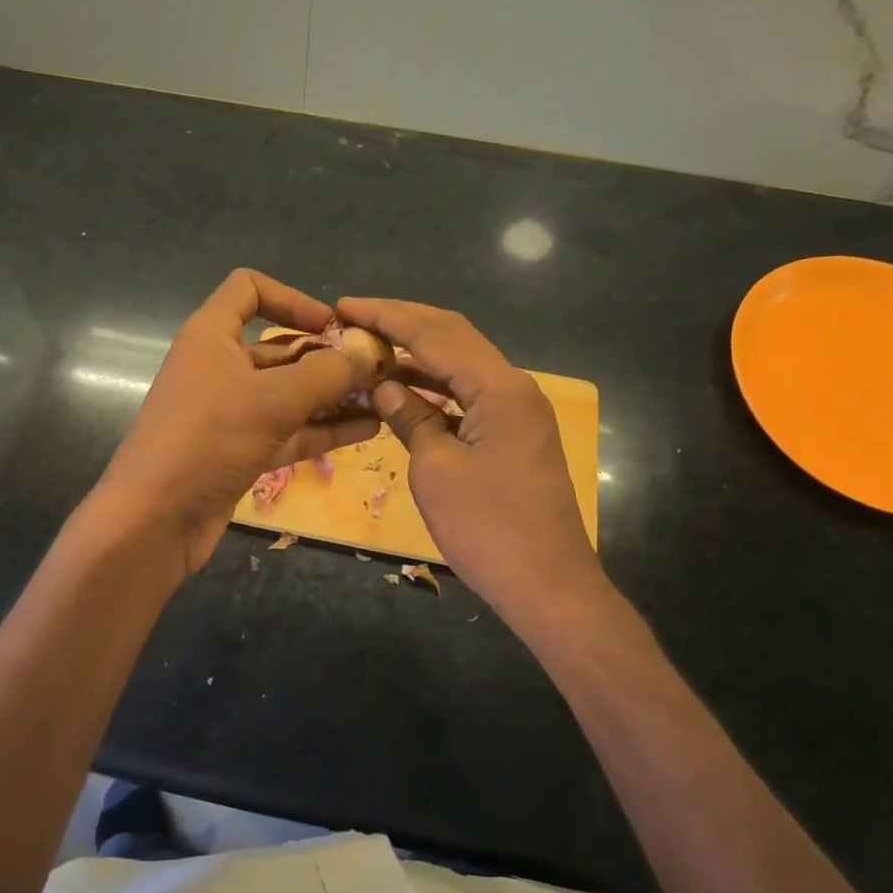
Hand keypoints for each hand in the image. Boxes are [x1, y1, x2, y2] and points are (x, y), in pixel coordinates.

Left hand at [97, 270, 380, 573]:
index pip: (249, 289)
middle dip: (326, 356)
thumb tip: (367, 353)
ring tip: (382, 399)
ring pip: (287, 393)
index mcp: (212, 335)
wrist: (153, 520)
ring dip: (331, 395)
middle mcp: (219, 366)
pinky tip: (366, 430)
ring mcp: (229, 412)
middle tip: (376, 370)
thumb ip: (326, 374)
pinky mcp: (238, 450)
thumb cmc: (207, 440)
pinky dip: (321, 429)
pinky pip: (286, 430)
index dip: (292, 299)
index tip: (332, 325)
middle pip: (278, 347)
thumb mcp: (272, 400)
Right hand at [337, 296, 606, 643]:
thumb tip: (383, 385)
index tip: (344, 305)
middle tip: (353, 318)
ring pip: (460, 365)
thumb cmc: (489, 529)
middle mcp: (513, 388)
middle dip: (402, 323)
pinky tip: (401, 389)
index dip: (386, 316)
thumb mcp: (436, 470)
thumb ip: (410, 418)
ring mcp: (517, 411)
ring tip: (367, 348)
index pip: (435, 334)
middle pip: (453, 337)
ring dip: (415, 355)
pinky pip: (467, 395)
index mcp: (499, 388)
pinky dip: (432, 387)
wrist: (549, 586)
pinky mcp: (513, 434)